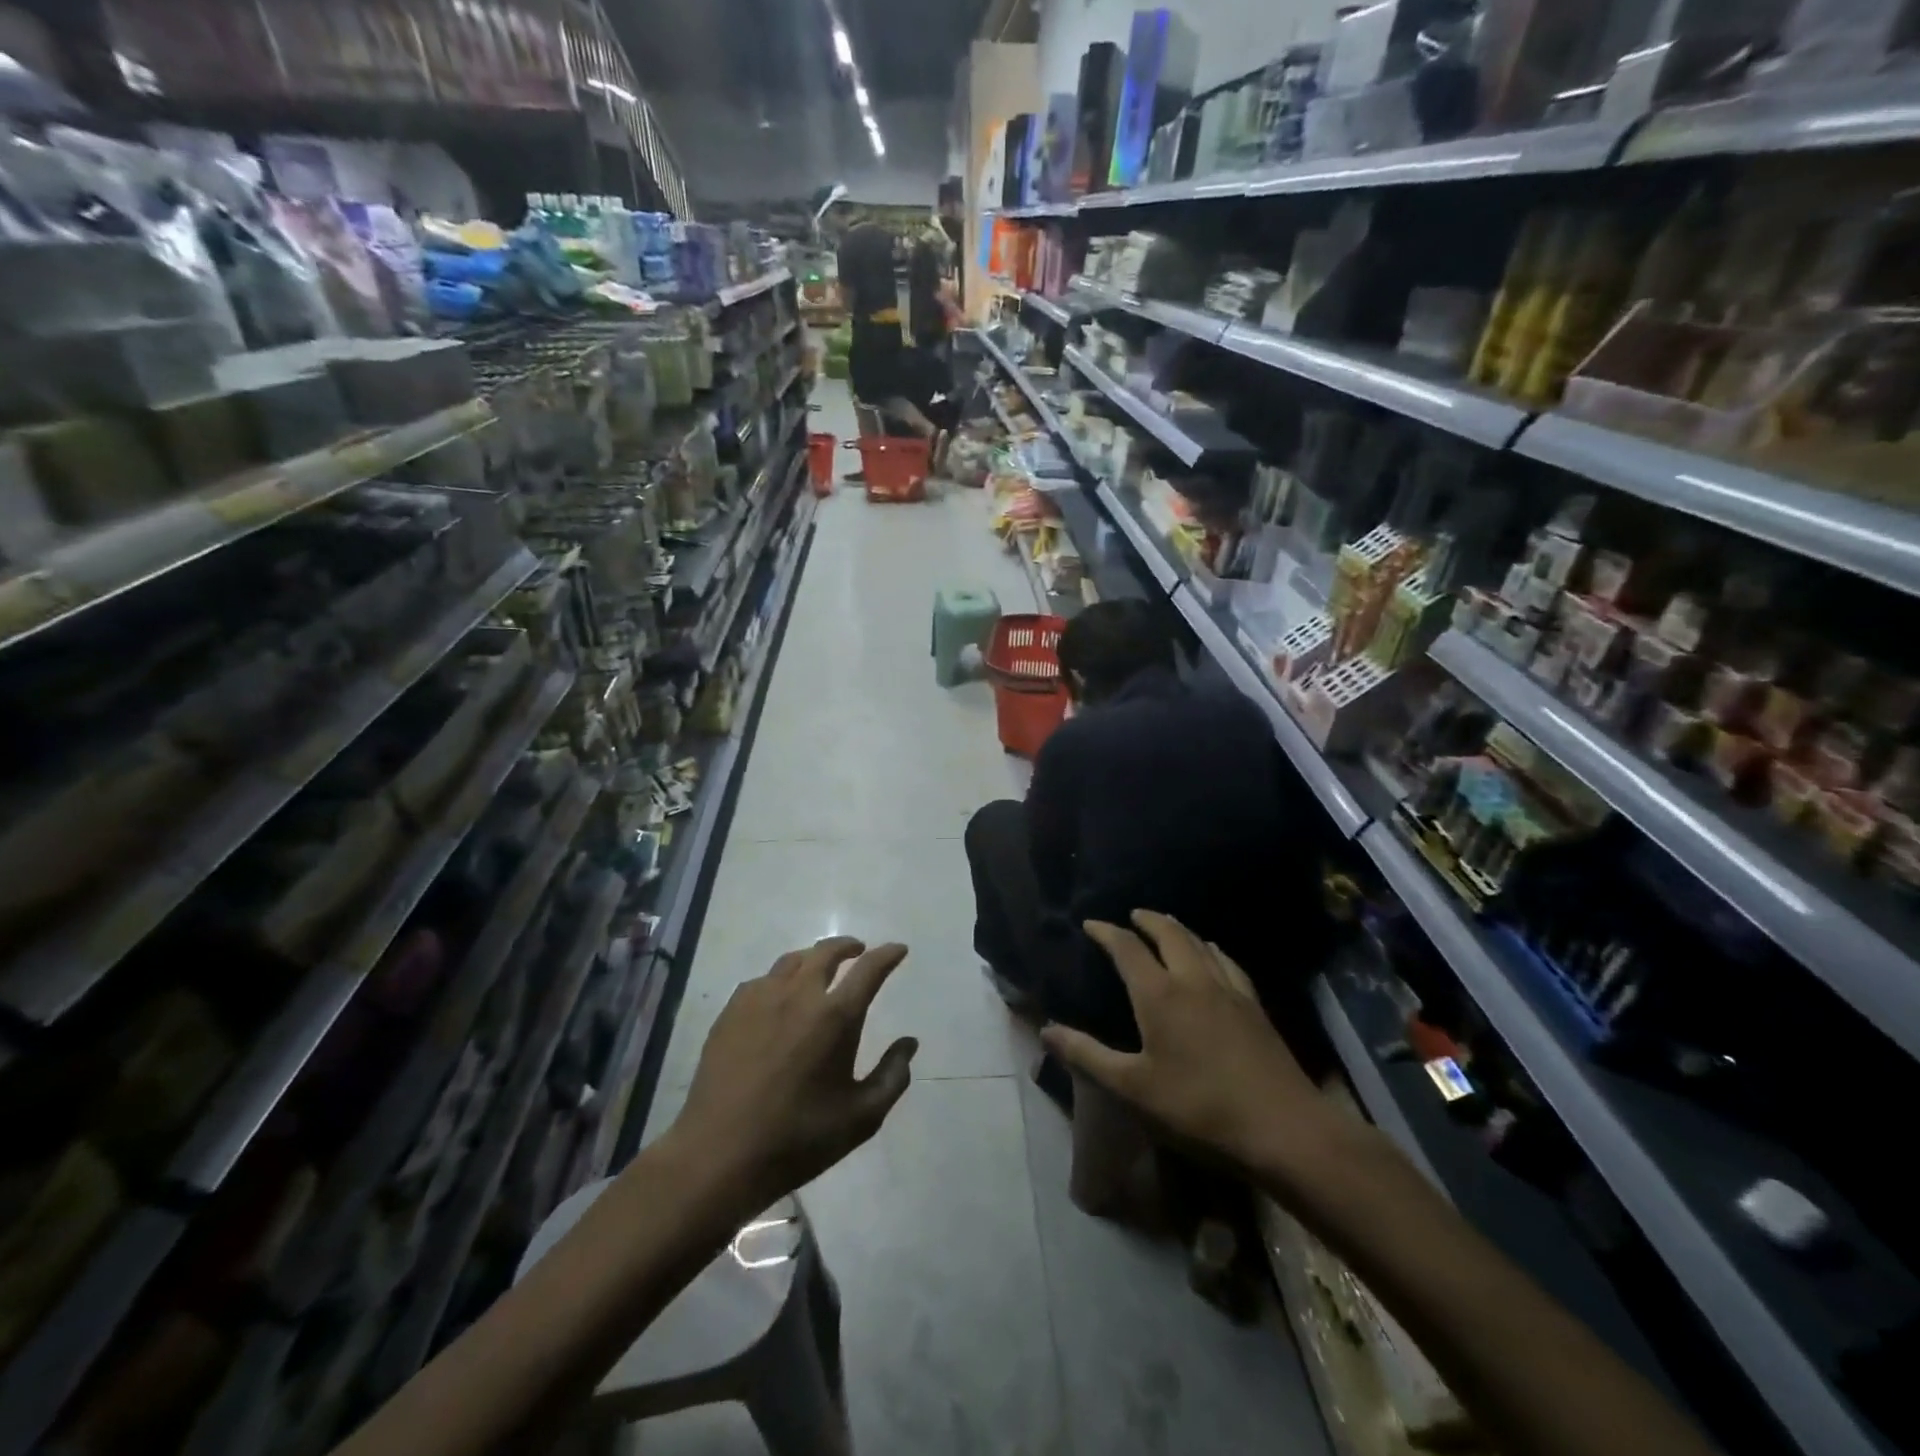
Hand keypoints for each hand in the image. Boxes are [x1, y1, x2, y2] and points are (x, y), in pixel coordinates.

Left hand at [671, 938, 916, 1210]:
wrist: (719, 1155)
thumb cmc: (798, 1139)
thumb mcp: (861, 1118)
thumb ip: (892, 1076)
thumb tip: (908, 1043)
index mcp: (835, 1016)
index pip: (869, 969)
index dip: (888, 954)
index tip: (898, 949)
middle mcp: (799, 995)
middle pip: (827, 952)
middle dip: (848, 946)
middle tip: (859, 951)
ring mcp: (760, 999)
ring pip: (792, 961)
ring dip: (813, 958)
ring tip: (820, 969)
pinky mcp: (731, 1012)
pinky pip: (762, 980)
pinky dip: (780, 979)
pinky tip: (779, 997)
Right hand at [1041, 912, 1337, 1175]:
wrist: (1282, 1127)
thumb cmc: (1198, 1108)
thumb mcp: (1132, 1088)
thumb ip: (1087, 1055)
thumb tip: (1046, 1030)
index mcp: (1159, 994)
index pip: (1127, 948)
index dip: (1107, 932)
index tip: (1091, 924)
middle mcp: (1193, 980)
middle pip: (1169, 934)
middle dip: (1148, 920)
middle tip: (1133, 914)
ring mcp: (1228, 990)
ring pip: (1201, 944)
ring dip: (1179, 930)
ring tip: (1168, 926)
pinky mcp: (1254, 1006)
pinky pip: (1228, 962)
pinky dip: (1212, 950)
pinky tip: (1214, 955)